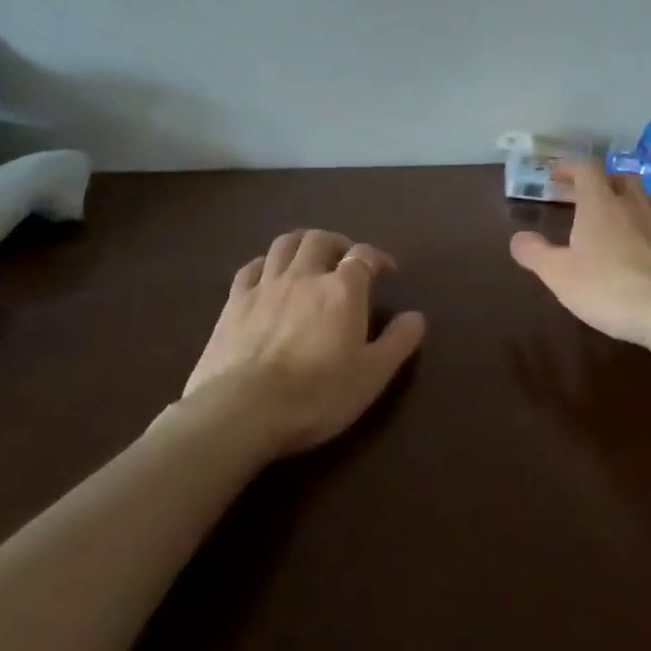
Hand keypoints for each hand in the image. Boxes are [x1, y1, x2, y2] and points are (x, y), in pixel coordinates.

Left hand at [180, 229, 426, 456]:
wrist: (242, 411)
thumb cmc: (317, 395)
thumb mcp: (372, 375)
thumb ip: (398, 341)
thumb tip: (416, 316)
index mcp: (342, 289)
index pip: (364, 255)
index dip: (378, 257)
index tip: (387, 271)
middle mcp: (304, 275)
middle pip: (321, 239)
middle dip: (338, 243)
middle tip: (346, 262)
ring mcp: (265, 286)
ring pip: (284, 244)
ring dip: (302, 244)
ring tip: (310, 259)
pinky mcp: (233, 303)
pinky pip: (250, 268)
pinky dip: (265, 264)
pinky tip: (268, 276)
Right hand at [509, 157, 650, 345]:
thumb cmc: (609, 289)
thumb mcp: (559, 275)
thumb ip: (535, 253)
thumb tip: (518, 238)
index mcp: (601, 205)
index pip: (587, 168)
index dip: (571, 167)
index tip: (558, 176)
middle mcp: (636, 205)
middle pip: (622, 178)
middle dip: (604, 183)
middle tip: (590, 198)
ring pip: (648, 201)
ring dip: (632, 205)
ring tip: (621, 224)